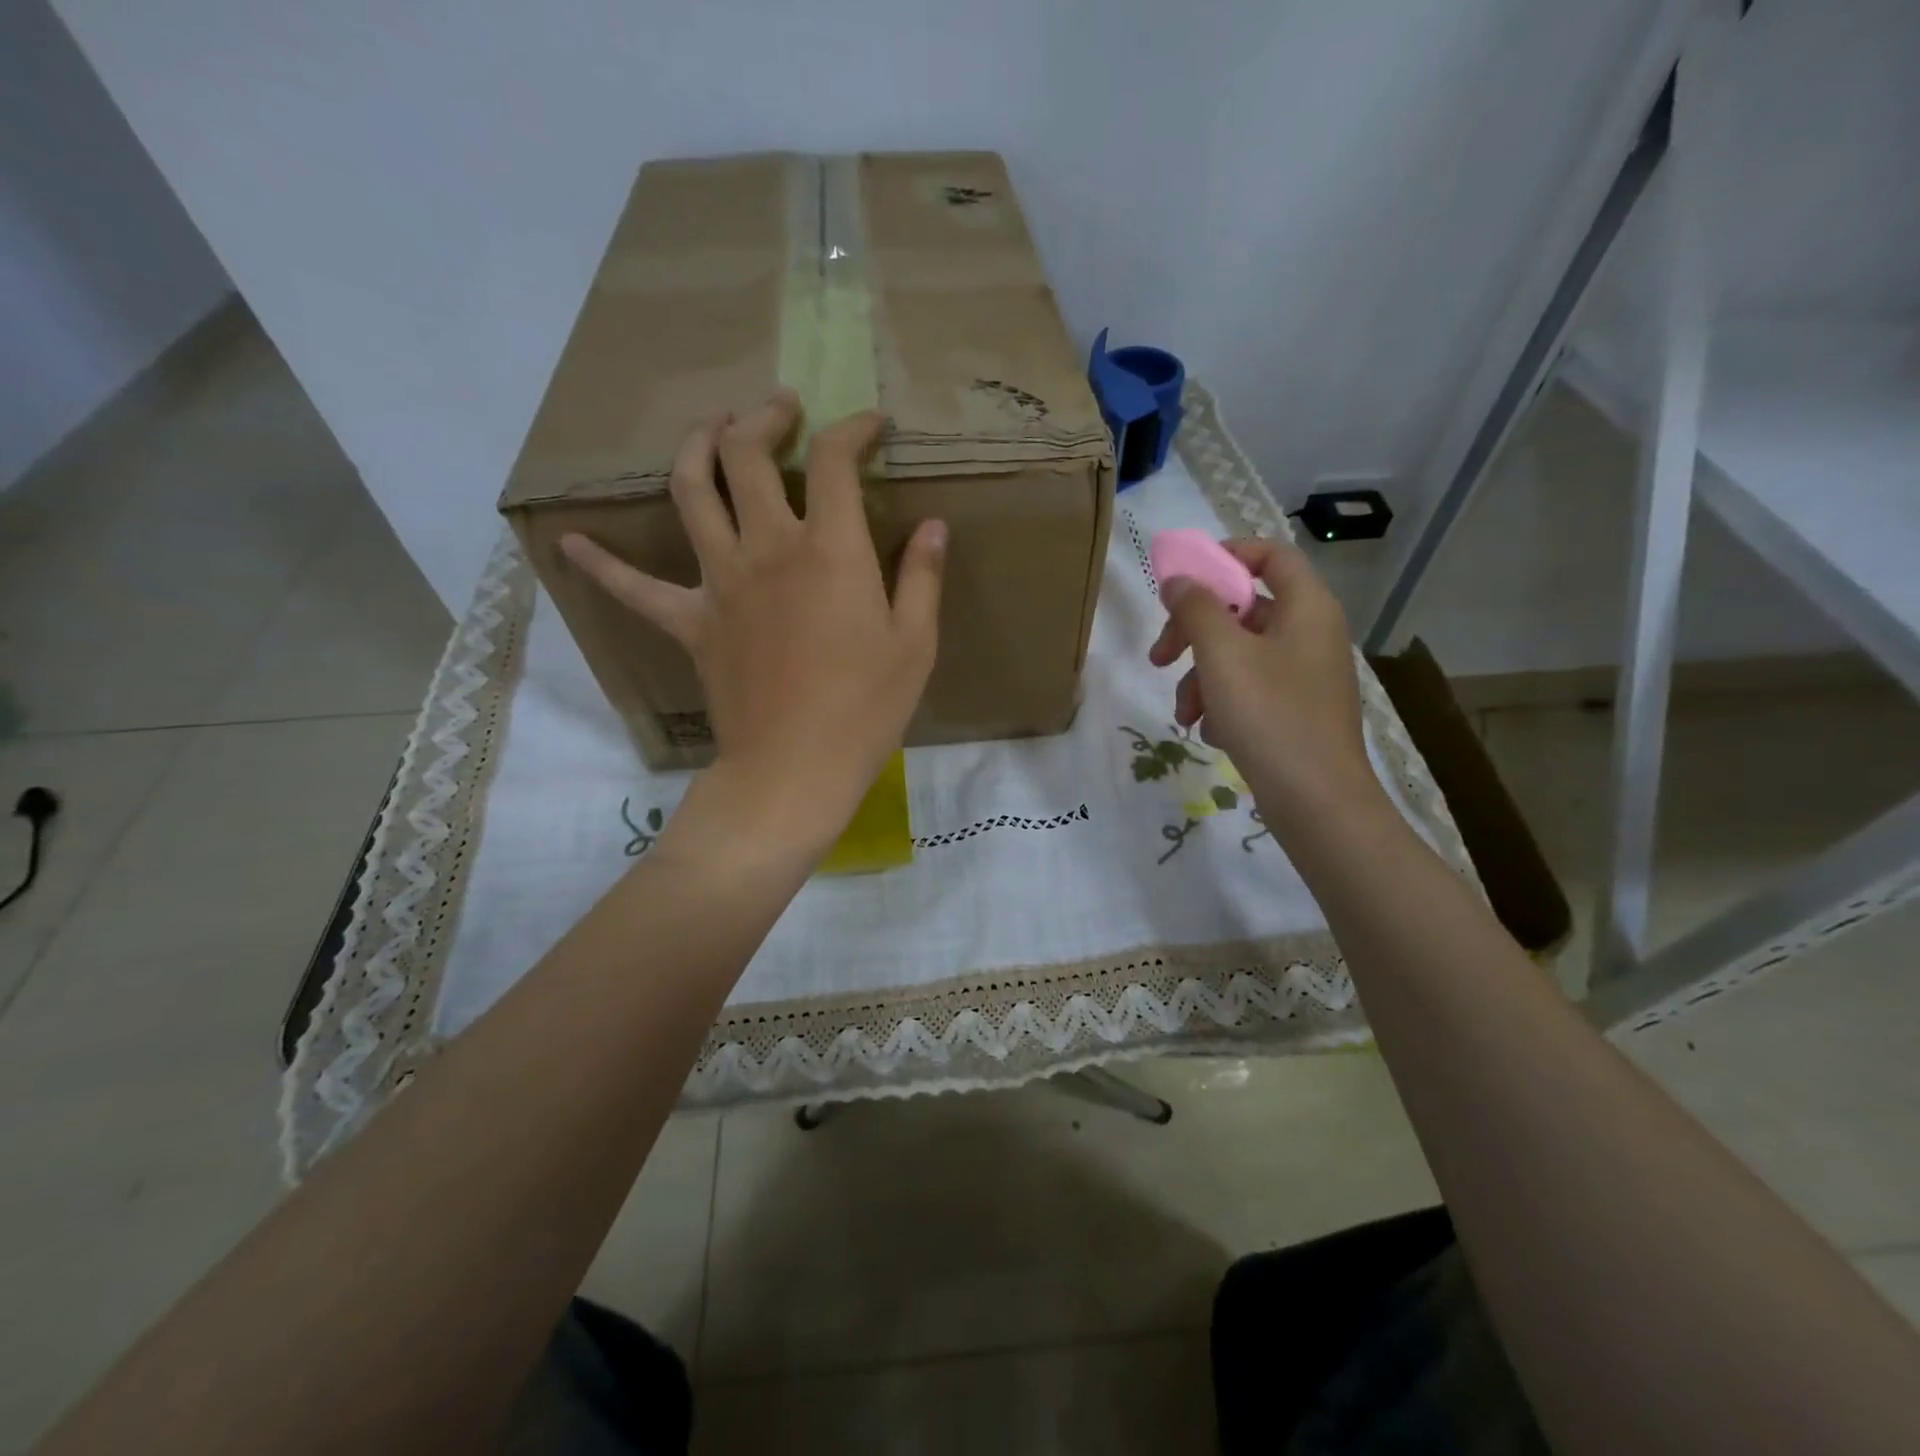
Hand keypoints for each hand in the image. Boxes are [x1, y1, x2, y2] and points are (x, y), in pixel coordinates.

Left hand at [561, 390, 945, 853]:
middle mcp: (768, 549)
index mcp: (830, 551)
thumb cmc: (866, 709)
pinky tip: (572, 544)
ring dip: (696, 447)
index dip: (852, 429)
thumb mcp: (916, 644)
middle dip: (761, 418)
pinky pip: (636, 589)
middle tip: (778, 409)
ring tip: (709, 429)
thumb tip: (934, 527)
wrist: (794, 769)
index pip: (835, 461)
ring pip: (690, 492)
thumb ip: (922, 577)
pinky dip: (605, 565)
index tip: (869, 425)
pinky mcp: (690, 623)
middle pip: (745, 456)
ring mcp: (720, 582)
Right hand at [1148, 537, 1381, 828]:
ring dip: (1201, 677)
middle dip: (1194, 632)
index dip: (1225, 556)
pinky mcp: (1295, 711)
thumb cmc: (1269, 714)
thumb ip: (1197, 608)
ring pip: (1239, 655)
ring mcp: (1304, 675)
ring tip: (1186, 714)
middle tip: (1160, 656)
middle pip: (1243, 609)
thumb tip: (1180, 579)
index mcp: (1306, 606)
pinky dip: (1223, 703)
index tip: (1184, 580)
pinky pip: (1250, 689)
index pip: (1270, 554)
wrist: (1315, 800)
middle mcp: (1310, 633)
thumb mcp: (1222, 654)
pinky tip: (1211, 732)